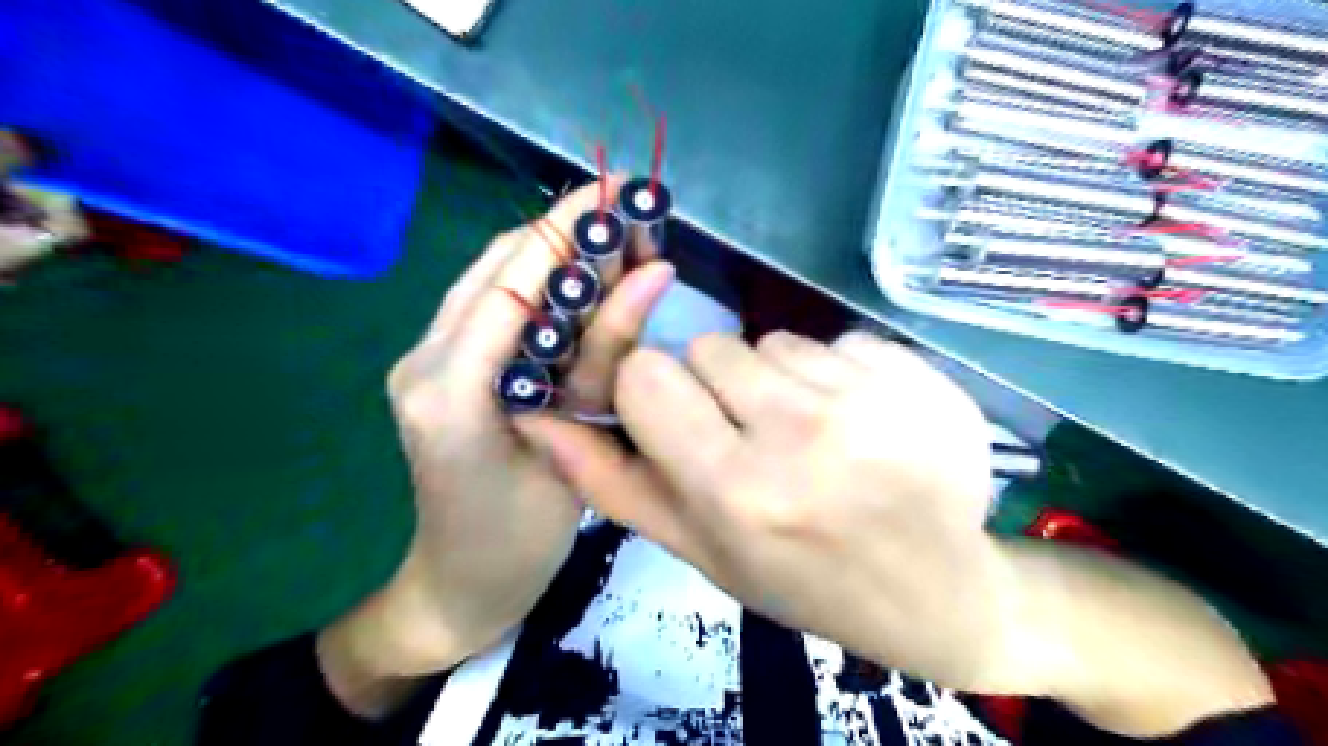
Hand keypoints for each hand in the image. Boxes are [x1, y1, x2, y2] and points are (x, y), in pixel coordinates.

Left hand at [319, 174, 676, 716]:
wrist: (459, 585)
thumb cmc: (521, 539)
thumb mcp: (576, 446)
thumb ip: (605, 358)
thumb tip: (653, 275)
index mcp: (453, 387)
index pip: (517, 277)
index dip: (570, 228)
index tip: (623, 192)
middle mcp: (423, 358)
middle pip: (498, 265)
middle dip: (565, 230)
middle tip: (629, 213)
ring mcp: (421, 360)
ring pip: (491, 278)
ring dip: (551, 251)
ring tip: (613, 238)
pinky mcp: (435, 368)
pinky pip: (490, 306)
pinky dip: (537, 283)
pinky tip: (581, 284)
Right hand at [511, 332, 1268, 734]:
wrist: (936, 592)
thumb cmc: (804, 579)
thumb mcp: (701, 551)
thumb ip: (615, 483)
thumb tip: (538, 420)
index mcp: (735, 488)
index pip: (646, 375)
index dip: (655, 395)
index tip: (682, 423)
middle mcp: (799, 432)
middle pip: (708, 348)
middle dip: (716, 388)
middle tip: (756, 440)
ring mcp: (867, 395)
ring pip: (771, 340)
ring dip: (778, 381)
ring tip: (815, 437)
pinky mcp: (914, 370)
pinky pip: (835, 339)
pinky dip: (836, 373)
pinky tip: (864, 423)